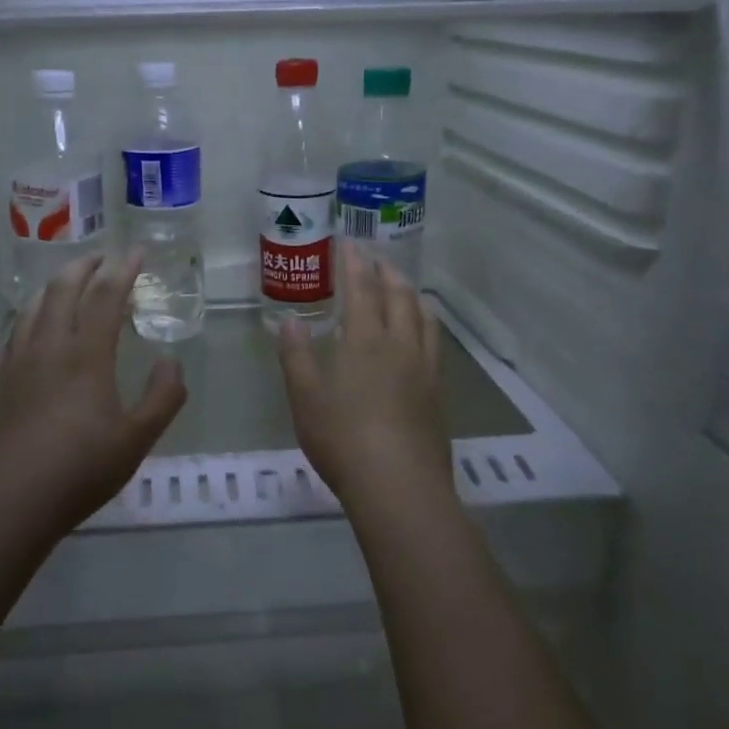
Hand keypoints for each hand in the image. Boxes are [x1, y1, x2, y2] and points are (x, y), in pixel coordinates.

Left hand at [0, 251, 186, 537]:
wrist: (7, 503)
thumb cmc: (79, 470)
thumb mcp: (137, 439)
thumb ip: (163, 397)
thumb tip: (172, 361)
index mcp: (85, 354)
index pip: (106, 295)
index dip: (124, 269)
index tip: (137, 251)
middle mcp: (47, 346)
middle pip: (62, 289)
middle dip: (84, 266)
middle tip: (101, 259)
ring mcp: (14, 363)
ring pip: (31, 308)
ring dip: (52, 288)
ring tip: (66, 286)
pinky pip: (10, 338)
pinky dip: (26, 322)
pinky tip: (29, 336)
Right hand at [278, 243, 452, 514]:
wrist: (399, 486)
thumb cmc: (342, 439)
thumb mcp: (305, 398)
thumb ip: (296, 356)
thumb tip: (289, 320)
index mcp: (364, 341)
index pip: (361, 290)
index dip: (355, 264)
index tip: (350, 243)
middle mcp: (399, 345)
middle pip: (398, 297)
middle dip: (387, 273)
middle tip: (376, 259)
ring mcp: (424, 369)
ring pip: (423, 317)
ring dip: (411, 294)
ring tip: (404, 287)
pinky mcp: (438, 392)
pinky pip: (434, 343)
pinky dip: (426, 323)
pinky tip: (421, 334)